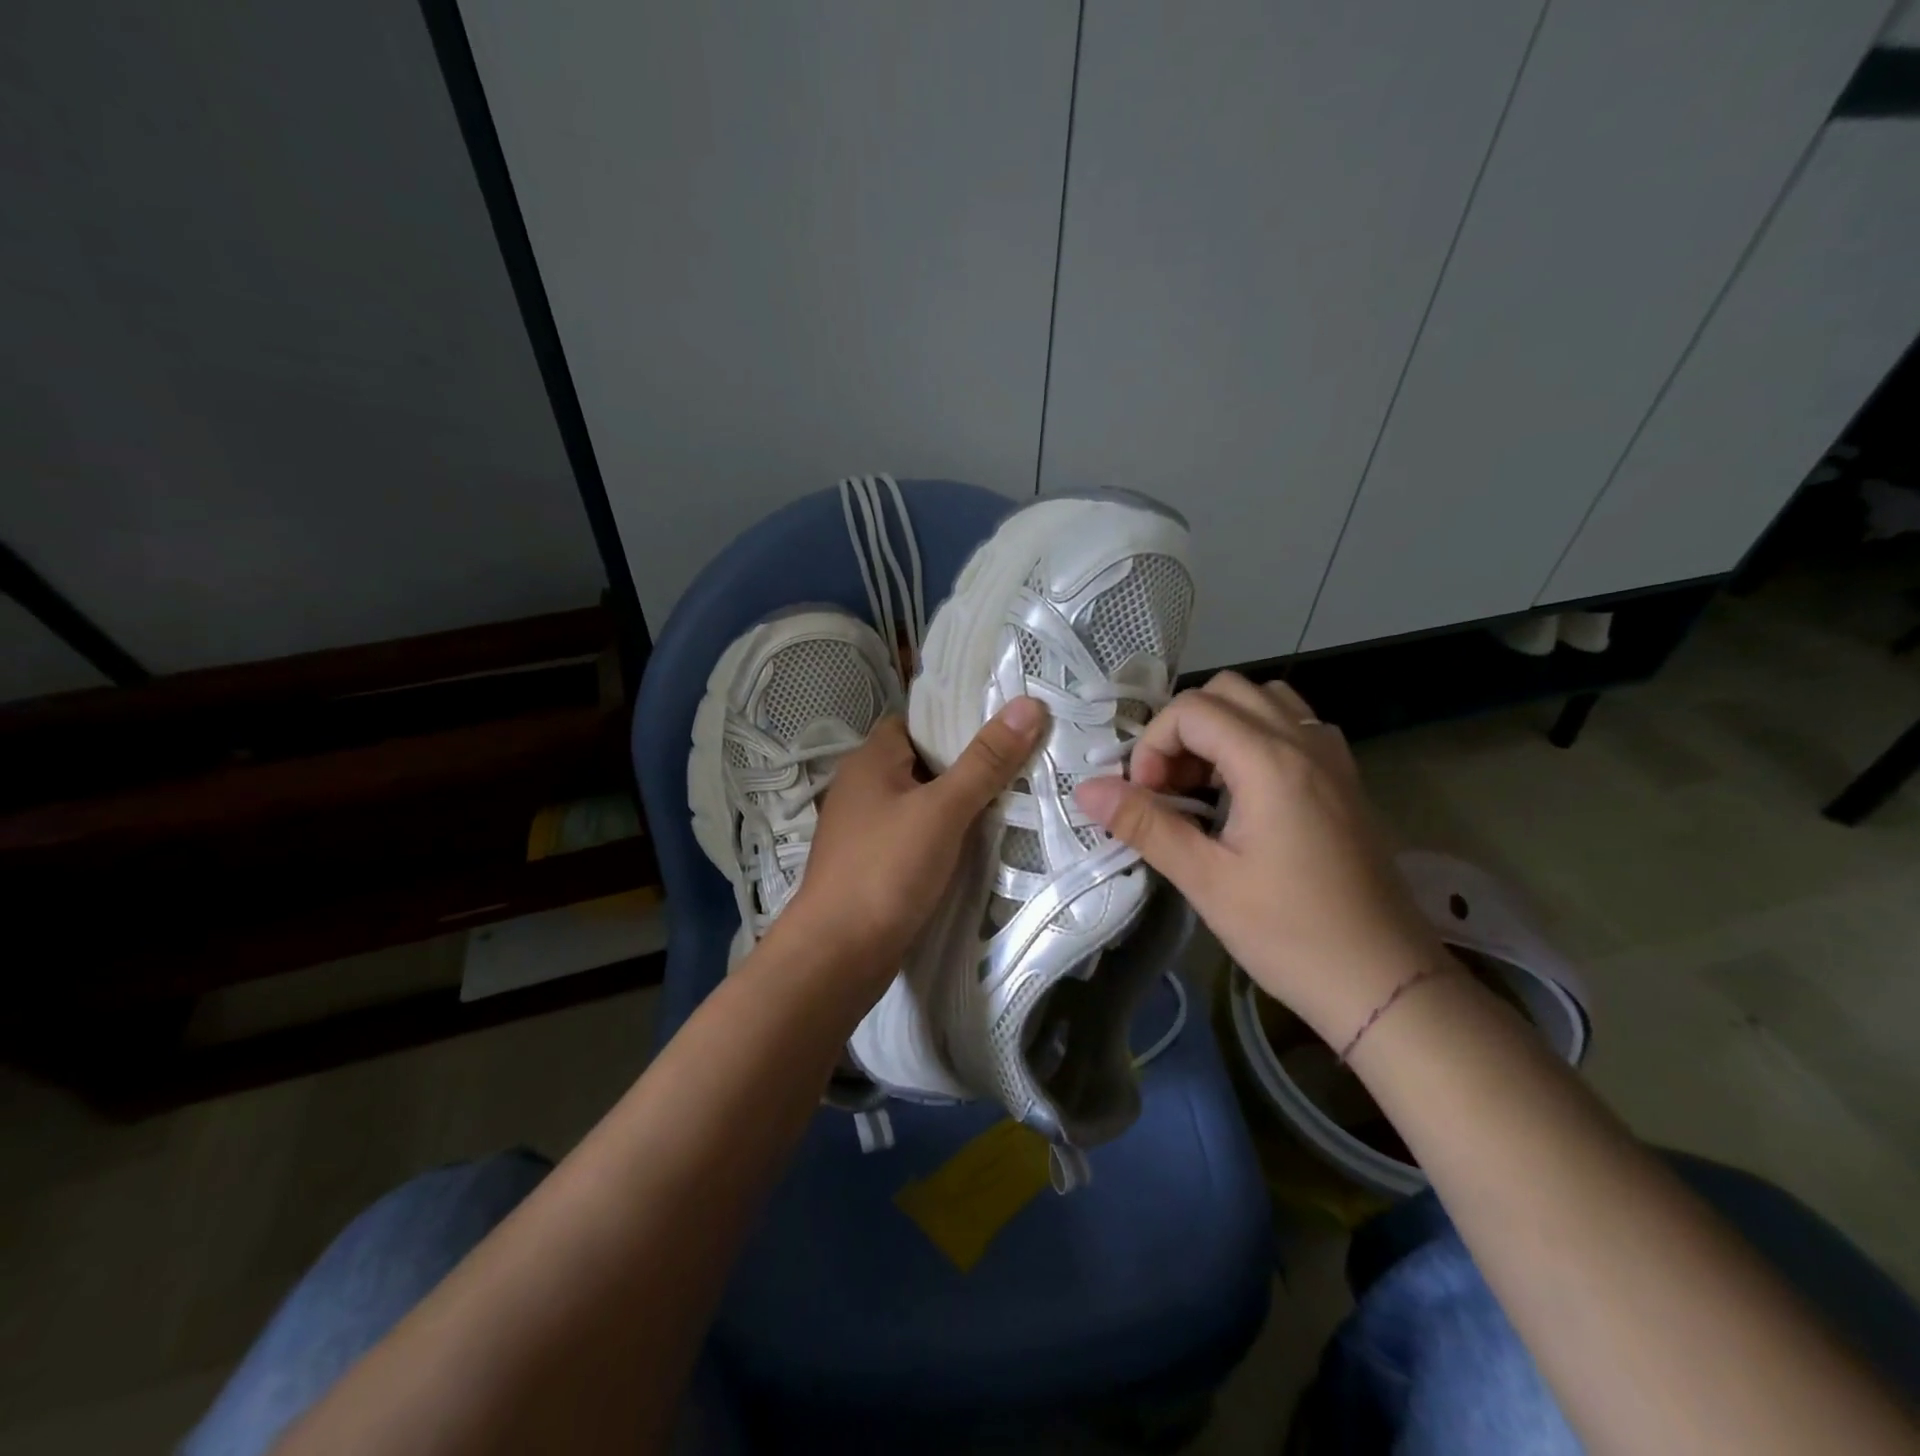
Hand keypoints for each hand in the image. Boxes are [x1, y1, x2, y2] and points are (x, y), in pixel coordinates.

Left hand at [783, 697, 1049, 997]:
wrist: (838, 955)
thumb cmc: (886, 869)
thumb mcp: (942, 809)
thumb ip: (985, 761)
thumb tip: (1029, 705)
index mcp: (870, 760)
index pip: (917, 722)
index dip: (958, 720)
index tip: (1005, 723)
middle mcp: (863, 788)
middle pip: (923, 762)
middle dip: (968, 763)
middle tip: (1022, 761)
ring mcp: (866, 829)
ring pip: (922, 803)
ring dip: (959, 803)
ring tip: (1014, 798)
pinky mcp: (874, 865)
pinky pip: (917, 836)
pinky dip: (945, 835)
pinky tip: (979, 843)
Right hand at [1074, 672, 1440, 1046]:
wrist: (1385, 982)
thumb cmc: (1290, 934)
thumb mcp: (1206, 881)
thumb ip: (1145, 825)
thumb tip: (1086, 790)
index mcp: (1271, 762)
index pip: (1192, 709)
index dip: (1154, 744)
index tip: (1146, 797)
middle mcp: (1305, 743)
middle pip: (1228, 691)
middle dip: (1184, 729)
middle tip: (1170, 786)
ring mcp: (1333, 758)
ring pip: (1265, 701)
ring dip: (1222, 727)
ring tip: (1205, 784)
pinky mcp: (1345, 780)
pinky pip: (1294, 727)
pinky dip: (1257, 738)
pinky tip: (1246, 792)